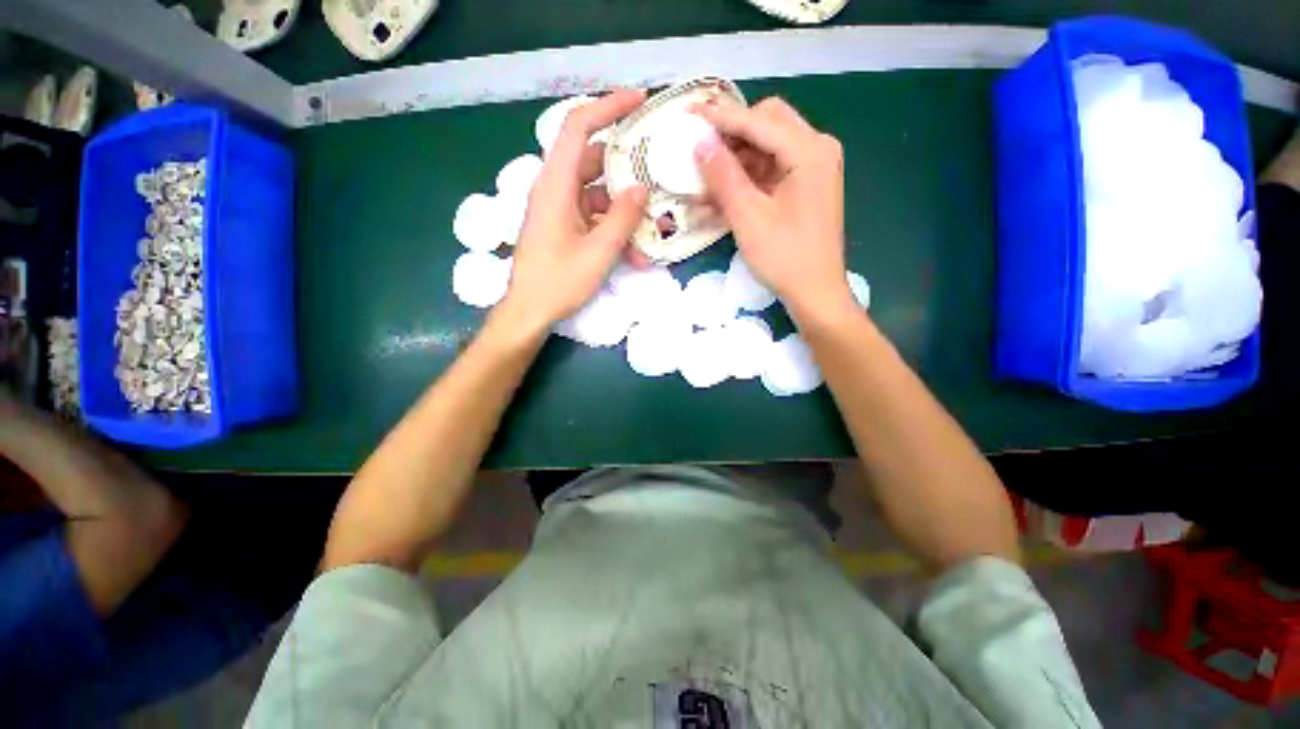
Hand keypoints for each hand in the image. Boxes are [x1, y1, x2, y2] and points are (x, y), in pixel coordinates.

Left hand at [502, 90, 648, 330]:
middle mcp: (555, 189)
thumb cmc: (558, 282)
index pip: (578, 127)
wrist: (529, 311)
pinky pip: (593, 216)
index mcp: (555, 185)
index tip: (639, 101)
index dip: (607, 107)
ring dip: (625, 208)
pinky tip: (636, 252)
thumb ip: (622, 218)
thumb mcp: (598, 252)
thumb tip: (641, 190)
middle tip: (659, 167)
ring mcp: (559, 209)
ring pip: (597, 193)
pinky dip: (614, 228)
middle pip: (593, 161)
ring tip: (655, 224)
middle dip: (627, 165)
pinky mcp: (564, 227)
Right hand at [694, 97, 852, 319]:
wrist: (814, 293)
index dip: (720, 117)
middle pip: (766, 124)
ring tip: (701, 180)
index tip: (689, 111)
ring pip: (765, 149)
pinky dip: (744, 182)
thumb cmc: (784, 258)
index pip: (758, 121)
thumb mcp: (748, 218)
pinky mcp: (803, 188)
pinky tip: (718, 198)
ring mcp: (811, 170)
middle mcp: (815, 150)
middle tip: (699, 147)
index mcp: (808, 151)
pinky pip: (769, 173)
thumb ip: (724, 177)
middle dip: (730, 134)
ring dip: (733, 163)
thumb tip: (700, 143)